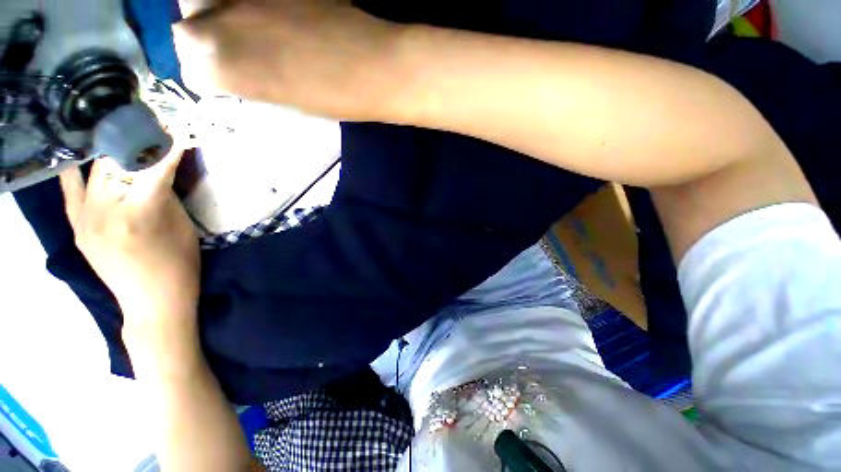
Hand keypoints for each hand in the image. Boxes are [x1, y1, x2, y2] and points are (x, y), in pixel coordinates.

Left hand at [60, 148, 199, 335]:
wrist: (153, 301)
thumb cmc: (180, 264)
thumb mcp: (183, 226)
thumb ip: (166, 195)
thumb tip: (160, 169)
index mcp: (141, 212)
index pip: (155, 166)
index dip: (168, 145)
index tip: (176, 128)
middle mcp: (106, 209)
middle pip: (119, 161)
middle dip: (138, 142)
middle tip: (151, 131)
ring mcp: (85, 218)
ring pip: (96, 170)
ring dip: (114, 154)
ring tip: (125, 141)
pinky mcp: (76, 227)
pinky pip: (71, 190)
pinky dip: (80, 172)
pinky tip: (85, 160)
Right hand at [172, 0, 403, 119]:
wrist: (374, 68)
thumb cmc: (335, 99)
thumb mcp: (286, 100)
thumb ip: (252, 79)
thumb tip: (237, 67)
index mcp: (223, 70)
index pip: (191, 68)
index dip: (210, 73)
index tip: (228, 76)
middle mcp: (218, 24)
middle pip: (188, 27)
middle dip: (204, 37)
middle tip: (235, 47)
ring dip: (218, 12)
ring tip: (250, 26)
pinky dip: (248, 5)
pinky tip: (273, 16)